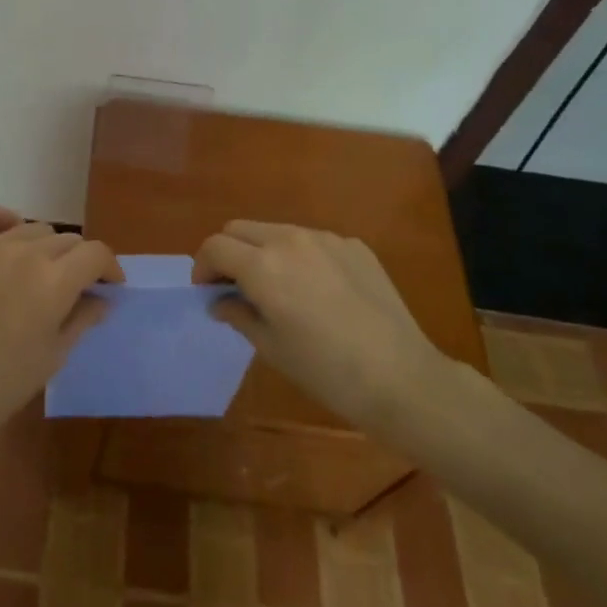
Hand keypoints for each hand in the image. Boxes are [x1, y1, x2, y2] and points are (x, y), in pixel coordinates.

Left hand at [0, 204, 124, 431]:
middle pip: (67, 240)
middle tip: (72, 285)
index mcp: (55, 282)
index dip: (109, 266)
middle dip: (77, 261)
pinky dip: (3, 217)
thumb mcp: (56, 354)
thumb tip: (105, 297)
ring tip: (38, 269)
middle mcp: (27, 254)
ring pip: (33, 228)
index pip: (96, 253)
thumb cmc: (7, 380)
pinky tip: (9, 233)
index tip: (109, 284)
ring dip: (44, 246)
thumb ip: (84, 317)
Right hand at [193, 221, 451, 430]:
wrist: (402, 378)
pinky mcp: (353, 245)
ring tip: (279, 288)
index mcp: (262, 265)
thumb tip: (220, 301)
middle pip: (240, 229)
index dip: (203, 267)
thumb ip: (239, 315)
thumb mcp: (272, 349)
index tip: (208, 290)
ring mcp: (324, 238)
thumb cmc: (327, 372)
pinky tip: (321, 293)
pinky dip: (302, 258)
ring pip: (277, 231)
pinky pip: (313, 242)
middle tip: (236, 286)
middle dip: (229, 252)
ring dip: (264, 251)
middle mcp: (289, 239)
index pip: (215, 246)